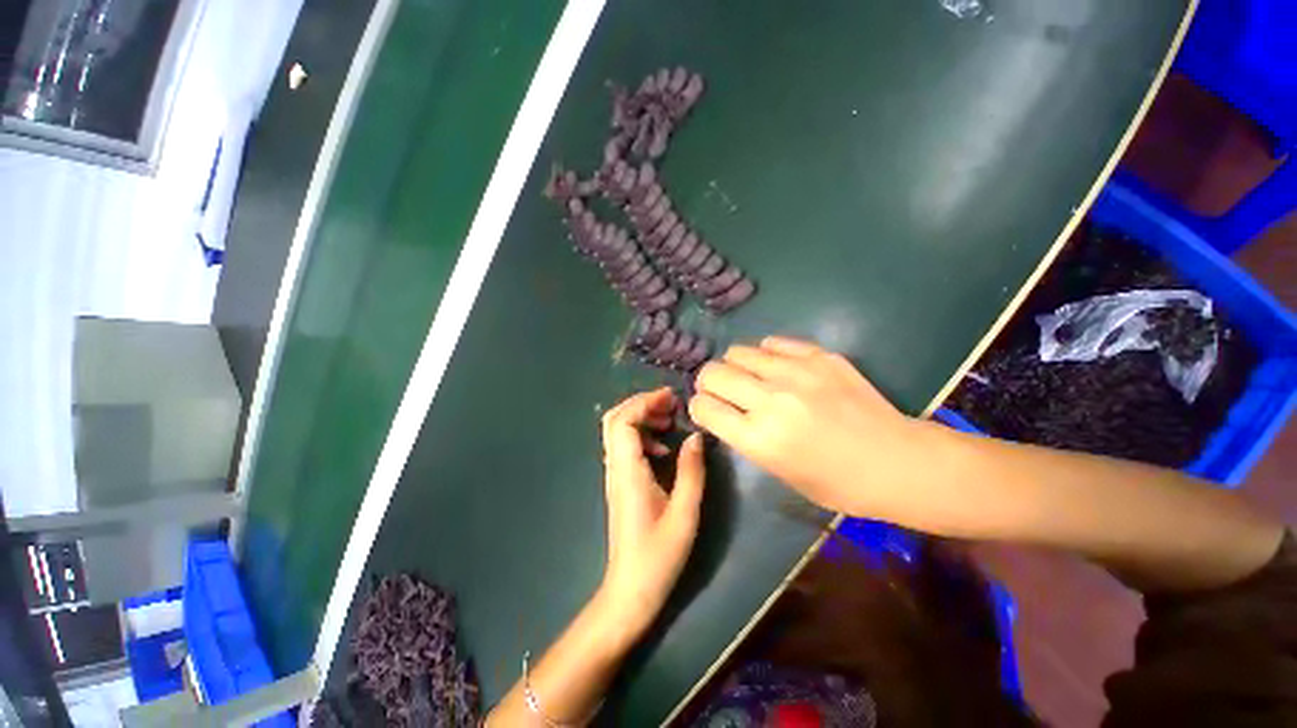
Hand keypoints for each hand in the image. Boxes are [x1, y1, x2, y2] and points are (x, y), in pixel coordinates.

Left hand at [596, 388, 704, 644]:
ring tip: (669, 422)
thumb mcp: (685, 513)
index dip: (645, 402)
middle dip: (641, 404)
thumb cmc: (658, 556)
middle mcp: (615, 468)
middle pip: (615, 420)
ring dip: (641, 418)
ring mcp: (615, 475)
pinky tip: (663, 450)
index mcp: (628, 471)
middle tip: (670, 405)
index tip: (671, 397)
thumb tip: (696, 436)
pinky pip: (624, 447)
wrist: (630, 590)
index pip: (624, 421)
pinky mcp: (620, 483)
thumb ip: (691, 471)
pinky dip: (642, 436)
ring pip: (618, 431)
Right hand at [689, 336, 930, 515]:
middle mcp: (771, 400)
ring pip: (737, 352)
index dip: (698, 407)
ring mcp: (796, 373)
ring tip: (749, 377)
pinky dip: (765, 355)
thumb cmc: (837, 483)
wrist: (899, 462)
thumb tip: (723, 410)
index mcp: (759, 439)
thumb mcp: (779, 472)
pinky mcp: (819, 356)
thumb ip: (745, 437)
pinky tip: (776, 367)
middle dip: (708, 382)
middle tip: (720, 390)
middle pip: (712, 373)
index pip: (703, 407)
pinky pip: (772, 343)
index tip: (705, 409)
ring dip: (734, 366)